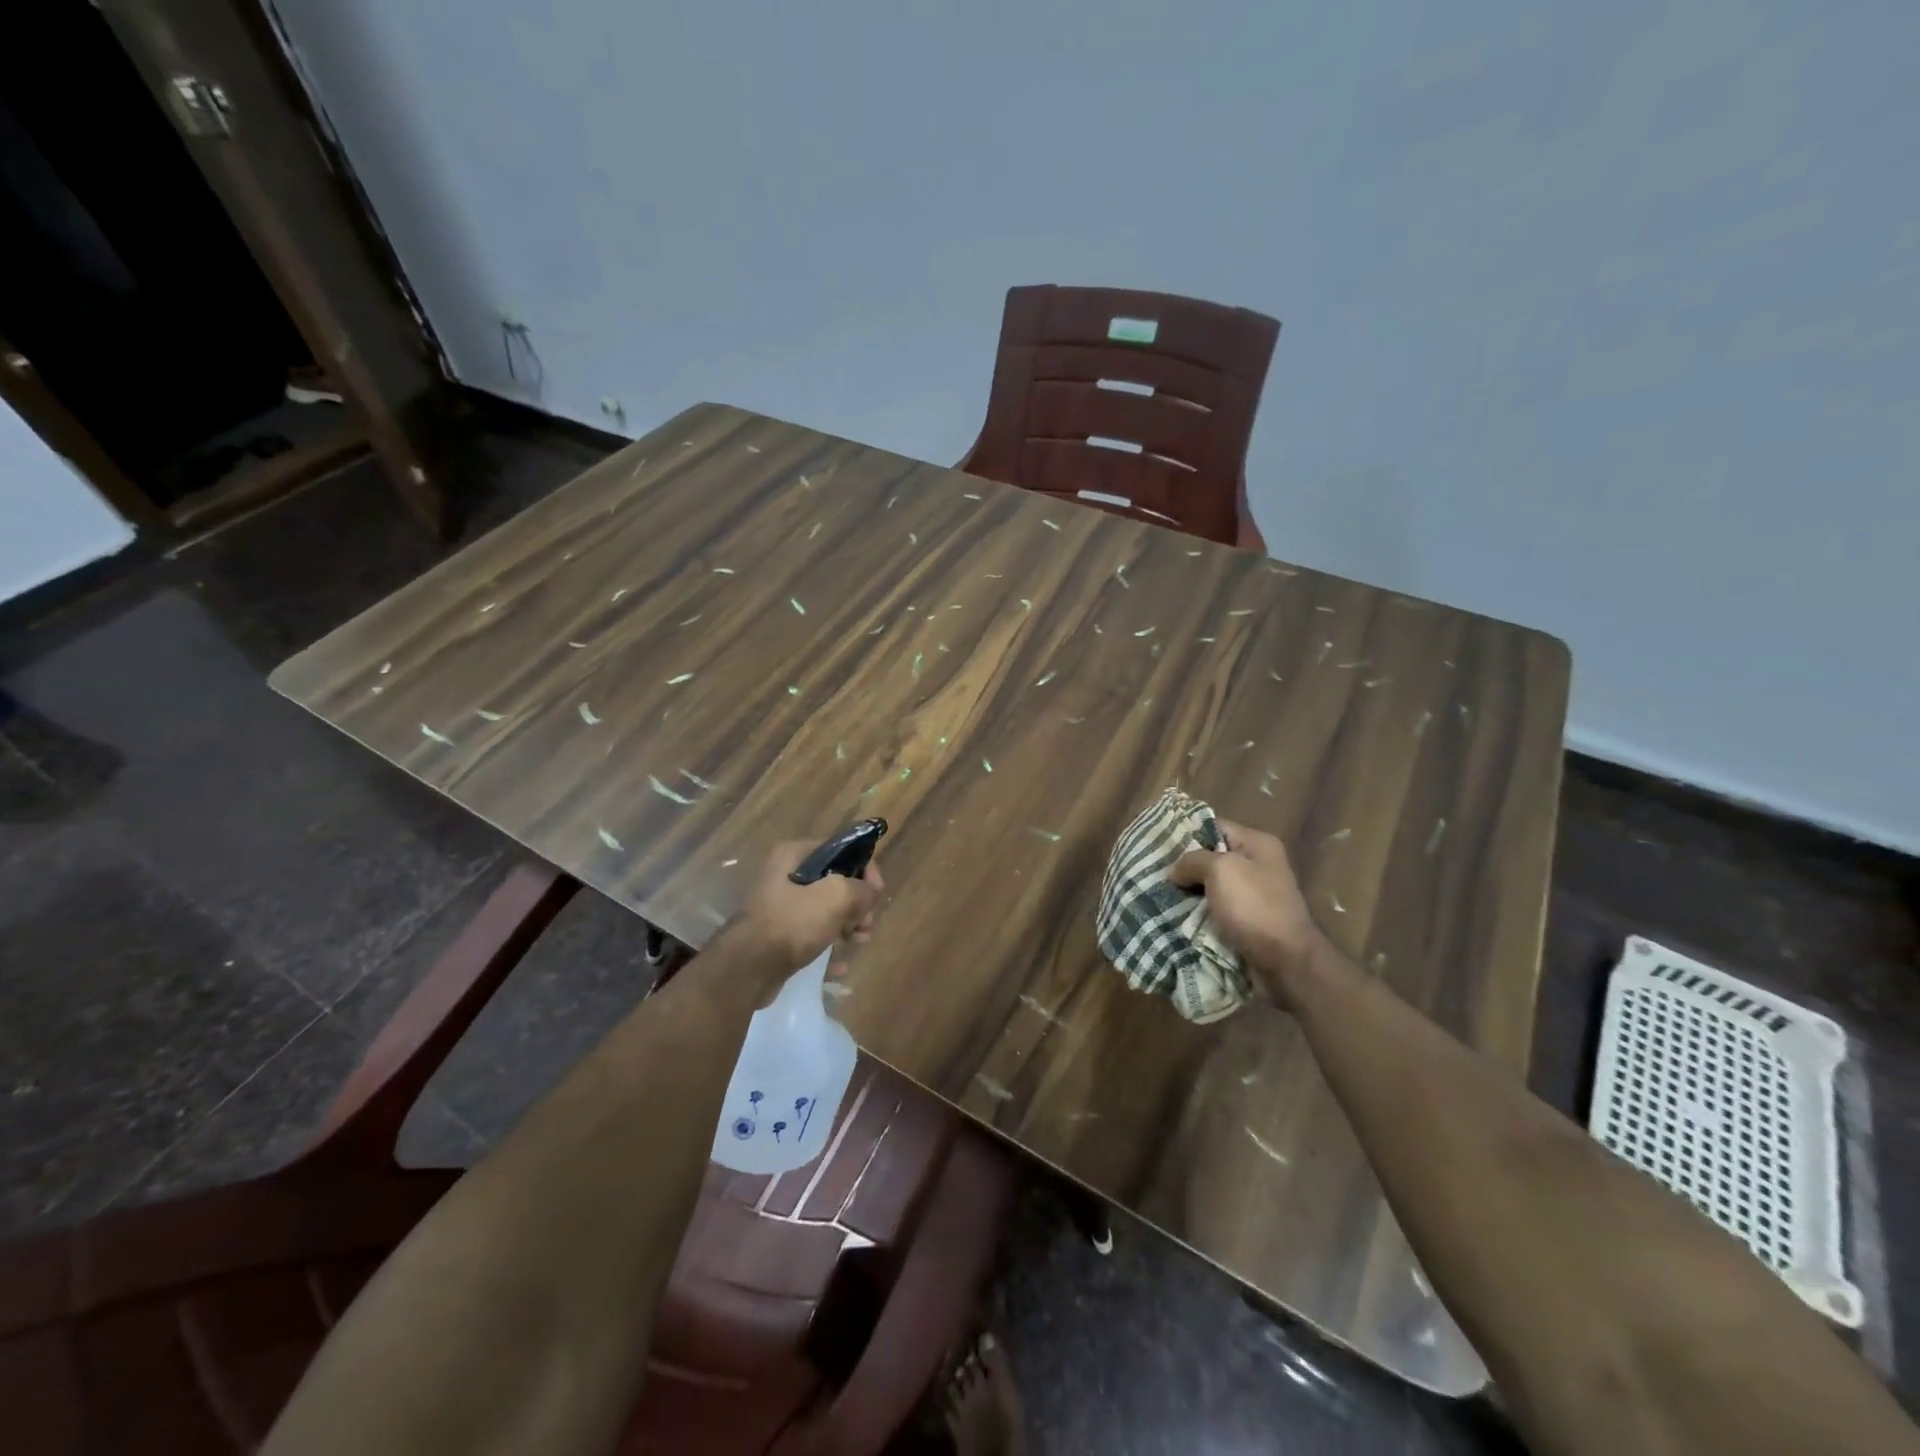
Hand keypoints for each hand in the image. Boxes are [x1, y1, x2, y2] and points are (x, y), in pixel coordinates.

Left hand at [732, 841, 884, 976]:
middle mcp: (785, 875)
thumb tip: (869, 894)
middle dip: (857, 903)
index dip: (865, 869)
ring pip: (826, 910)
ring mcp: (780, 907)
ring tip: (859, 941)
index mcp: (794, 855)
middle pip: (835, 882)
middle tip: (866, 924)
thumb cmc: (792, 923)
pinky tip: (840, 963)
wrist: (748, 970)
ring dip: (847, 924)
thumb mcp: (837, 897)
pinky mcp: (778, 935)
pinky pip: (812, 935)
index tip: (876, 893)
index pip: (841, 850)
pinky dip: (828, 945)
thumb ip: (862, 889)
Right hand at [1170, 820, 1326, 1008]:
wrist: (1285, 963)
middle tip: (1152, 871)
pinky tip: (1172, 917)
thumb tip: (1175, 871)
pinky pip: (1215, 912)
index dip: (1186, 832)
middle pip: (1211, 858)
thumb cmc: (1254, 907)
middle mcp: (1257, 866)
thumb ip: (1193, 860)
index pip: (1215, 826)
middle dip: (1183, 867)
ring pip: (1209, 888)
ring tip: (1155, 894)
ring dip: (1187, 893)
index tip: (1157, 843)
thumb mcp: (1221, 870)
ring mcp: (1253, 897)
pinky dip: (1196, 915)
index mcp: (1258, 845)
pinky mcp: (1246, 923)